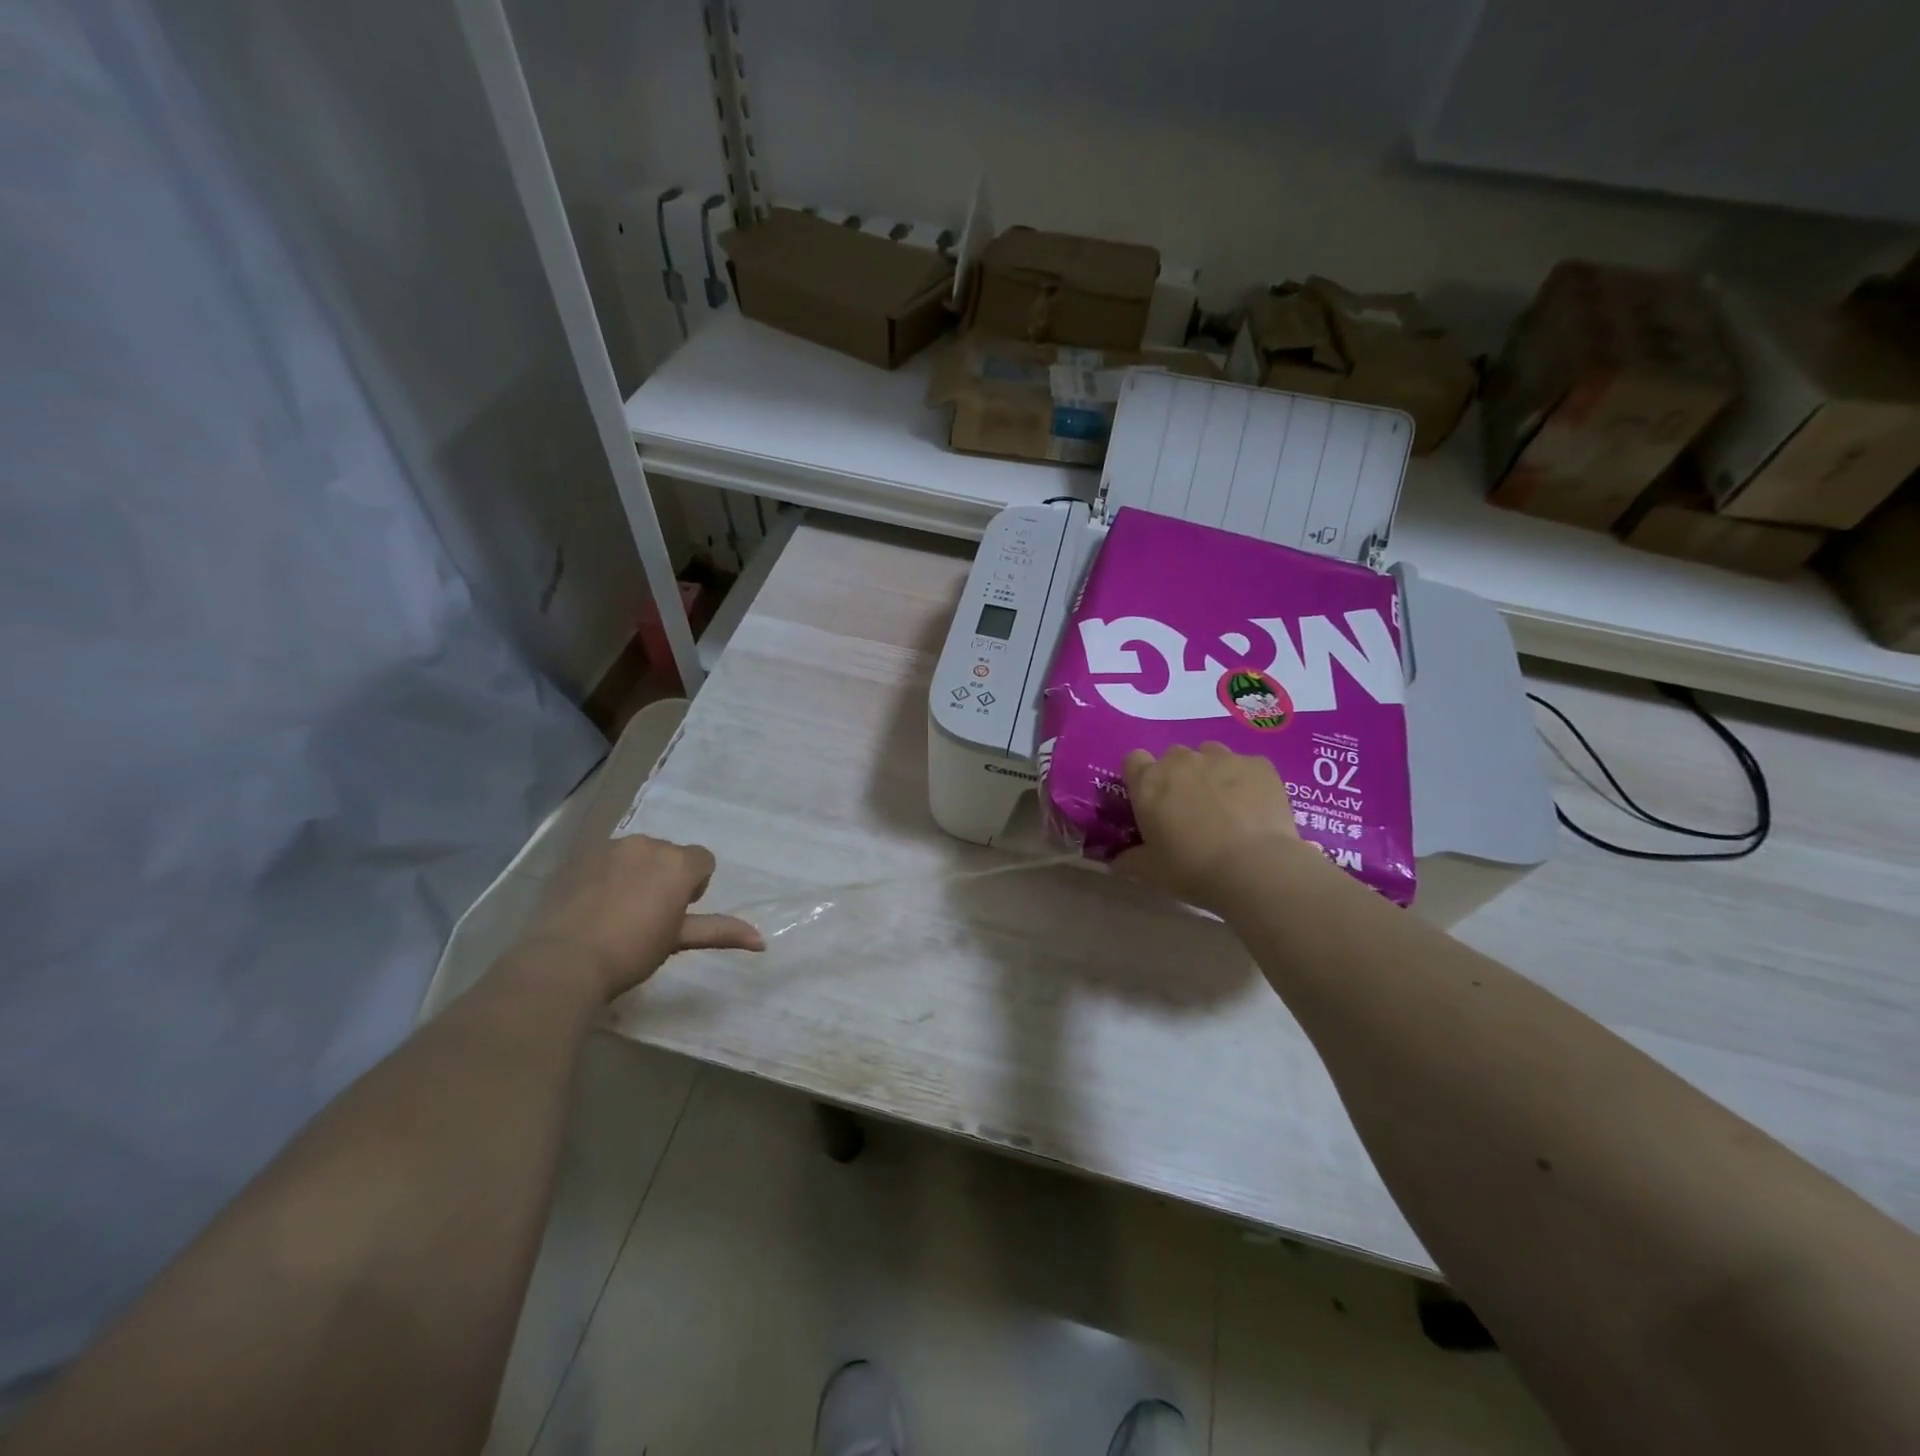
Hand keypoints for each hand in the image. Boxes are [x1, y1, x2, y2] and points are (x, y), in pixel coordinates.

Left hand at [511, 834, 762, 1001]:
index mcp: (677, 863)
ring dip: (635, 872)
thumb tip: (763, 942)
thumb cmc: (631, 951)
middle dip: (664, 877)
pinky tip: (592, 903)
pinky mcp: (578, 855)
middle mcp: (647, 844)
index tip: (675, 913)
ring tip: (616, 909)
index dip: (693, 886)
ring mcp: (609, 847)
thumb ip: (720, 931)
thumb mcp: (678, 940)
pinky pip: (604, 858)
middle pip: (668, 854)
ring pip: (636, 854)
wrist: (562, 961)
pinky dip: (605, 874)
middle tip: (647, 915)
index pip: (702, 860)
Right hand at [1117, 743, 1317, 912]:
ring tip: (1226, 805)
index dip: (1142, 777)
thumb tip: (1116, 861)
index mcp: (1148, 782)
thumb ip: (1129, 860)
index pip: (1134, 760)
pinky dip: (1248, 781)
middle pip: (1175, 757)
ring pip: (1211, 755)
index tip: (1152, 799)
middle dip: (1180, 777)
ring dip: (1213, 773)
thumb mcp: (1150, 871)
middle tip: (1191, 809)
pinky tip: (1256, 808)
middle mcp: (1181, 761)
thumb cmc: (1191, 869)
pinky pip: (1248, 766)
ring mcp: (1222, 758)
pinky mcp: (1259, 764)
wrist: (1253, 868)